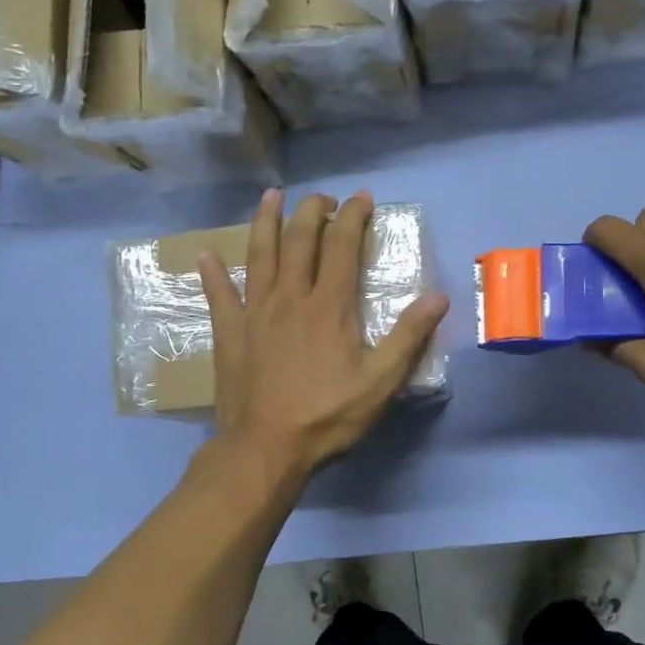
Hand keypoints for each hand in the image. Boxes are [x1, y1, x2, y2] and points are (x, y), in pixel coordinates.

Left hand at [201, 189, 448, 480]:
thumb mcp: (380, 383)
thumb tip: (438, 296)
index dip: (352, 216)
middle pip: (299, 240)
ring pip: (259, 255)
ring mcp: (254, 312)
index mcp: (329, 306)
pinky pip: (218, 295)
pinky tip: (205, 255)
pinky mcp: (229, 333)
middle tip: (323, 197)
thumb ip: (408, 337)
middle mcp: (290, 297)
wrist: (266, 448)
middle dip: (312, 210)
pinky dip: (212, 273)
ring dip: (265, 221)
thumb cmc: (327, 417)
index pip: (342, 245)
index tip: (362, 197)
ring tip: (271, 196)